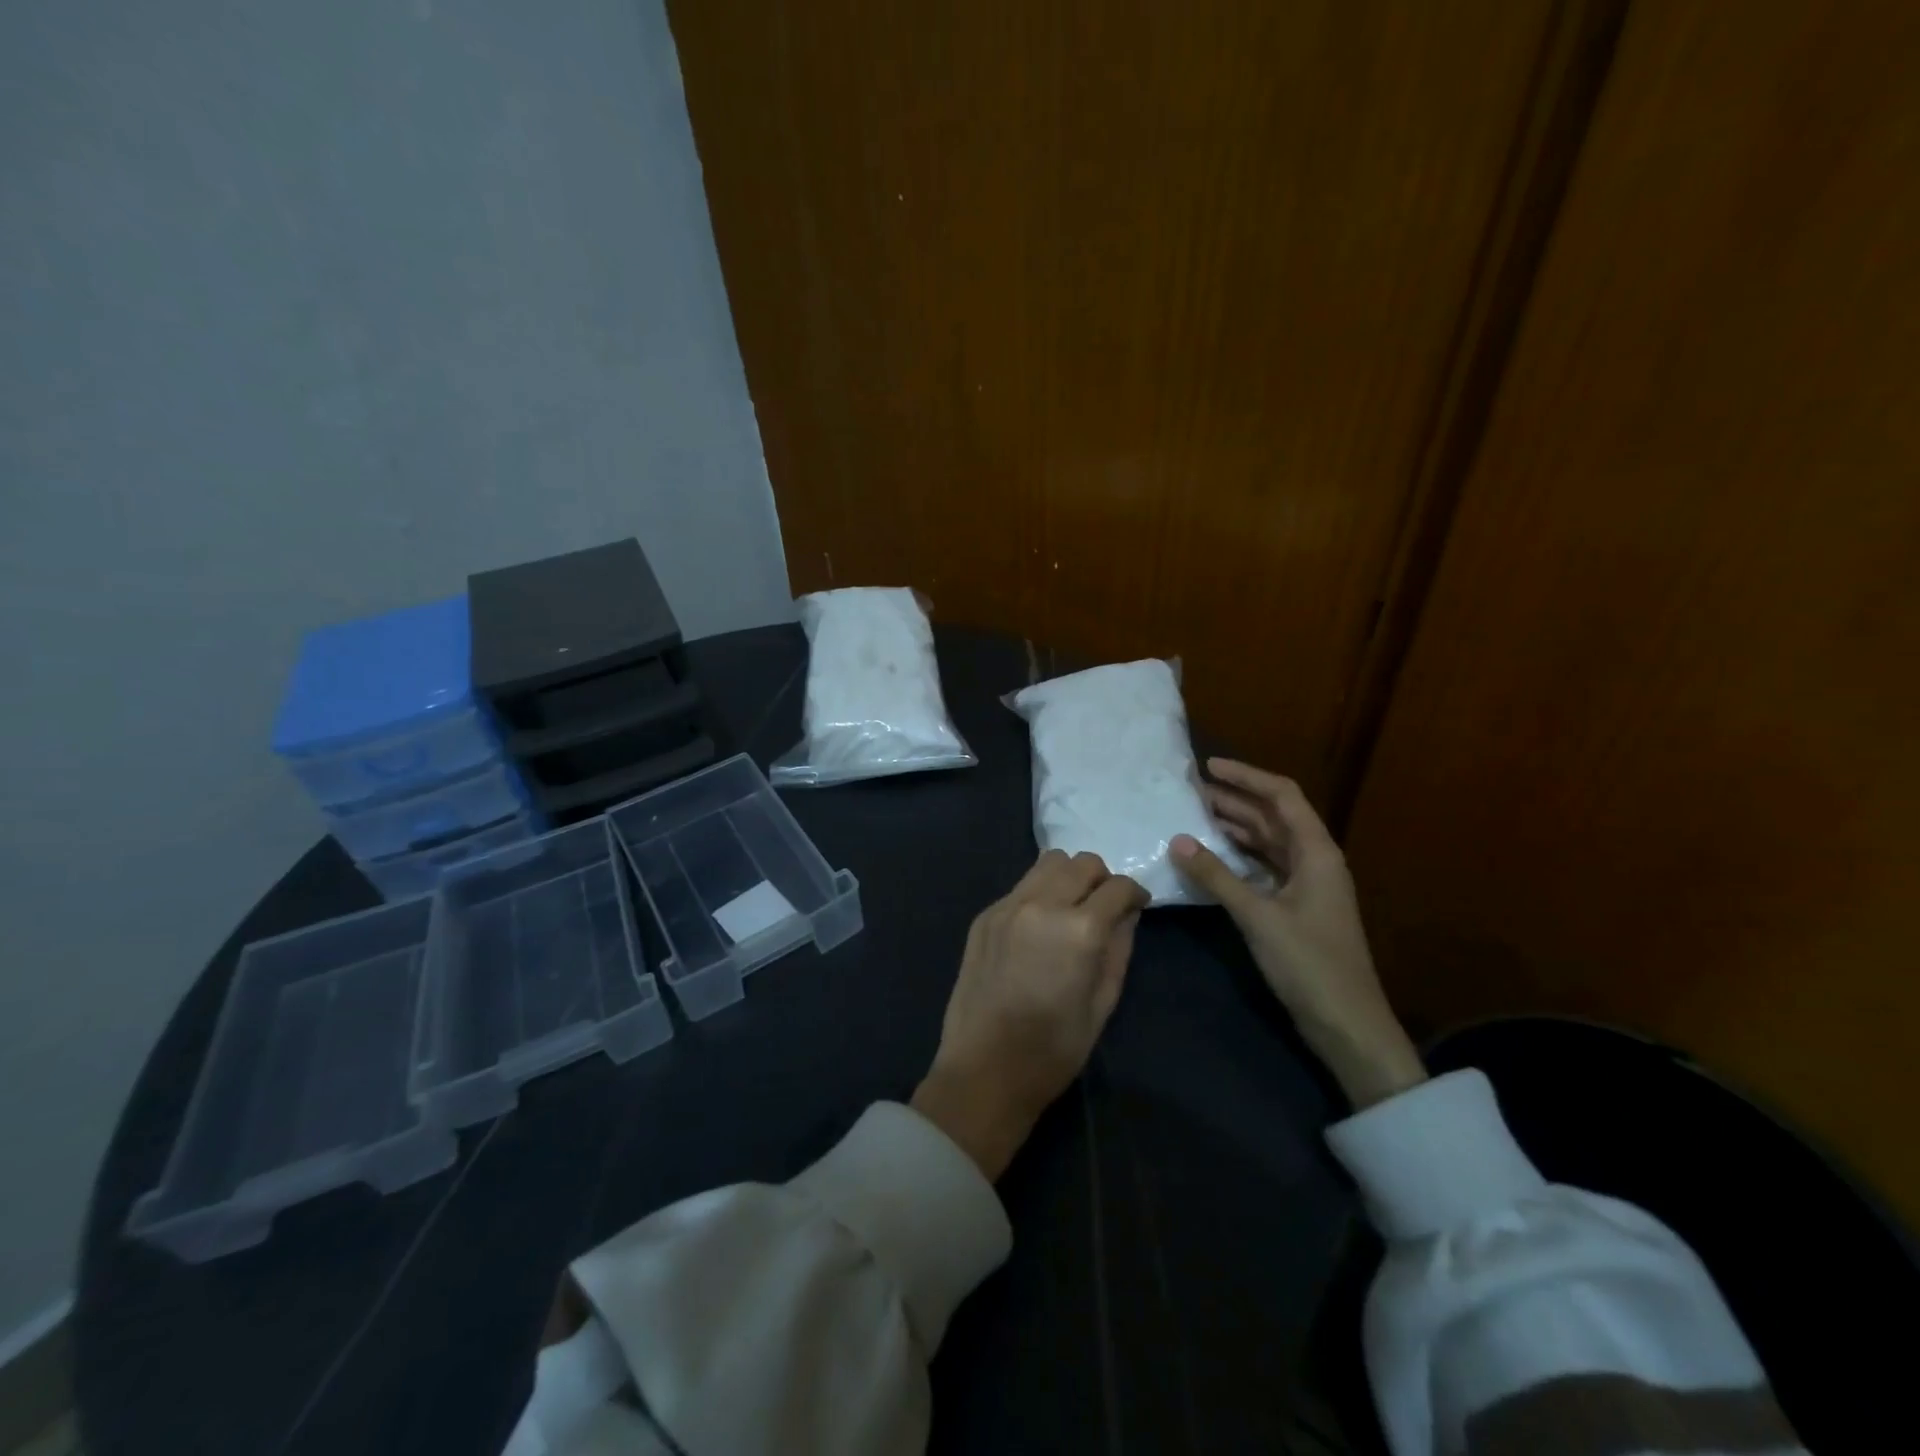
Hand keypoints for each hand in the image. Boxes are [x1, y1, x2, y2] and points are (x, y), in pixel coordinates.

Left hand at [912, 851, 1148, 1178]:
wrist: (985, 1068)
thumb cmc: (1054, 1048)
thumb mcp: (1103, 1003)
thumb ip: (1119, 948)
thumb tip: (1128, 914)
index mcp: (1079, 929)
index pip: (1118, 887)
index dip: (1135, 893)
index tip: (1138, 906)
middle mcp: (1042, 904)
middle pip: (1082, 863)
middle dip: (1102, 879)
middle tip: (1105, 907)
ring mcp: (1008, 906)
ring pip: (1048, 863)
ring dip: (1068, 877)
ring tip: (1071, 908)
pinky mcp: (985, 915)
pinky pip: (1021, 886)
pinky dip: (1039, 893)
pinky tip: (1039, 926)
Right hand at [1171, 758, 1424, 1108]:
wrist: (1347, 1024)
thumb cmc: (1309, 963)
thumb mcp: (1258, 916)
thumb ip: (1217, 875)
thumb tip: (1178, 839)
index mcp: (1317, 852)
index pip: (1282, 796)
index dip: (1247, 777)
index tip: (1209, 767)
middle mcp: (1315, 860)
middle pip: (1274, 817)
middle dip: (1235, 800)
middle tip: (1191, 792)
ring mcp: (1307, 885)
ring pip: (1268, 842)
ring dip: (1236, 828)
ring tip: (1195, 817)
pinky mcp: (1297, 907)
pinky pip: (1265, 867)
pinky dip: (1239, 857)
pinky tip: (1212, 857)